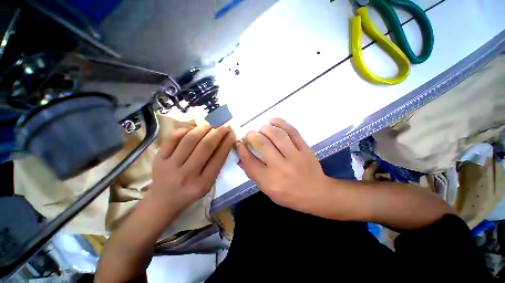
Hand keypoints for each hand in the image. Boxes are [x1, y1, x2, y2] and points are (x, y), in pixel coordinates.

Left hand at [149, 124, 234, 211]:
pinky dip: (185, 129)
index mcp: (202, 184)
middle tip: (224, 126)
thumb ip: (216, 165)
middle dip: (217, 133)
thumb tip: (224, 142)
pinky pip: (172, 138)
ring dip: (203, 128)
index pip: (218, 158)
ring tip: (211, 124)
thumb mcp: (207, 184)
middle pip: (205, 146)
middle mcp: (186, 174)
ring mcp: (170, 165)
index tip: (232, 134)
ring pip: (189, 139)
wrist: (162, 201)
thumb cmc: (189, 193)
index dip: (227, 143)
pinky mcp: (159, 159)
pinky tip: (193, 128)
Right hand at [235, 118, 329, 213]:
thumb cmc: (288, 194)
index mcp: (269, 180)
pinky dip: (281, 123)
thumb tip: (240, 158)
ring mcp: (295, 156)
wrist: (316, 193)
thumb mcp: (267, 190)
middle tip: (249, 135)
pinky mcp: (305, 149)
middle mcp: (280, 167)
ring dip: (265, 128)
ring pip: (277, 135)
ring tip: (261, 129)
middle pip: (262, 144)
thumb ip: (252, 173)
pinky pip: (292, 131)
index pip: (249, 160)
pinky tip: (272, 120)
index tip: (239, 142)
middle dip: (252, 135)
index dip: (241, 148)